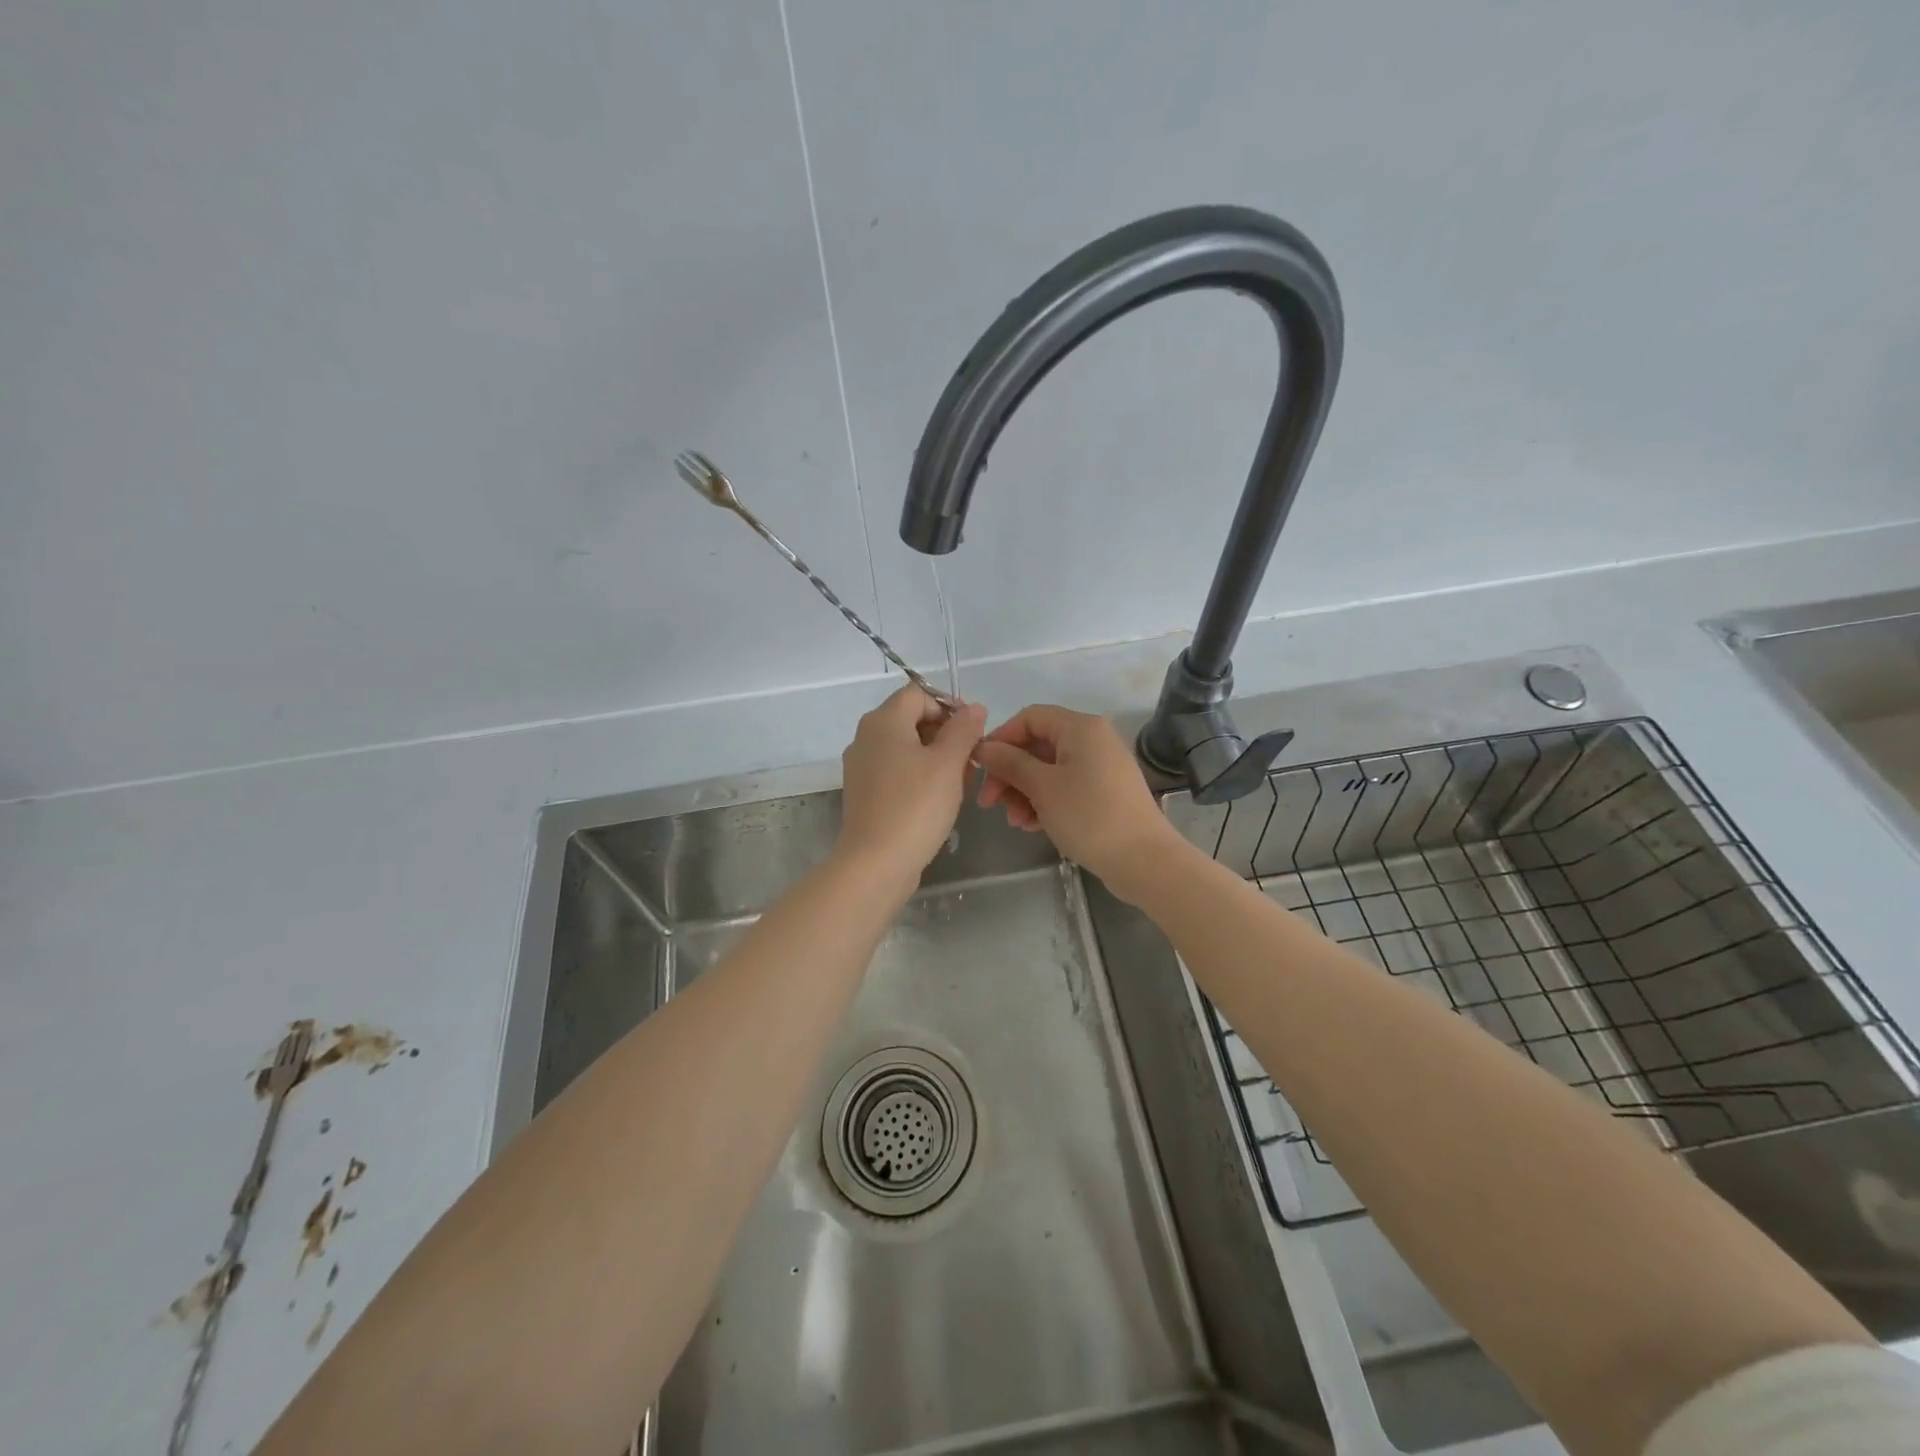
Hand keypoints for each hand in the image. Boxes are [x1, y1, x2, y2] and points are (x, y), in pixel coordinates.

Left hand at [836, 686, 986, 891]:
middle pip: (911, 719)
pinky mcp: (865, 793)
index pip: (919, 694)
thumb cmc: (915, 807)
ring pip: (906, 747)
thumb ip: (964, 730)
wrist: (875, 863)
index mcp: (882, 722)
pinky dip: (919, 776)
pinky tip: (939, 799)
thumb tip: (974, 708)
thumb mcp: (948, 764)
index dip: (949, 705)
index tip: (974, 731)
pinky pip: (896, 771)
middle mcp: (866, 738)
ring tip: (961, 781)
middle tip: (972, 759)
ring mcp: (862, 767)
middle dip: (946, 733)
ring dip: (936, 757)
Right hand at [974, 704, 1185, 901]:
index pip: (1029, 718)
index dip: (1001, 739)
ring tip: (1014, 821)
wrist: (1143, 860)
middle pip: (1038, 745)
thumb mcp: (1042, 787)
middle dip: (1010, 773)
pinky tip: (1032, 825)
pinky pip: (1066, 787)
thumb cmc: (1089, 816)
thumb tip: (984, 748)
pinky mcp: (1105, 793)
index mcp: (1080, 728)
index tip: (979, 768)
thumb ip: (1010, 763)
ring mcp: (1101, 767)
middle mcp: (1093, 740)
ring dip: (1024, 792)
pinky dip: (1045, 802)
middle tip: (989, 802)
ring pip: (1049, 770)